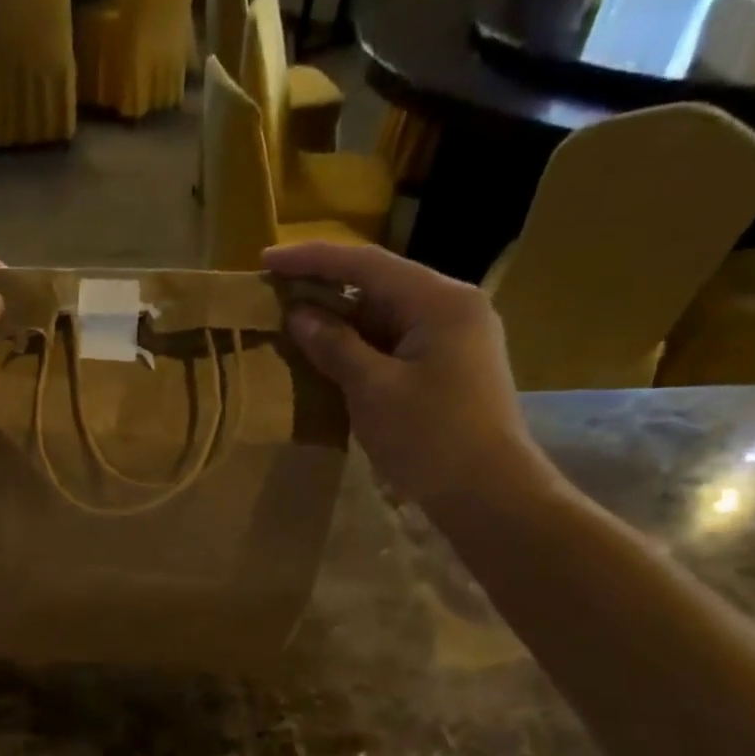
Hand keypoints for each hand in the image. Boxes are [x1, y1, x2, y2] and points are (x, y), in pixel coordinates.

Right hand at [264, 242, 556, 513]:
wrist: (488, 495)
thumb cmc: (430, 439)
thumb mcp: (373, 391)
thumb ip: (335, 347)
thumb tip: (299, 315)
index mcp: (440, 300)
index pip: (367, 265)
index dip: (313, 260)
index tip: (266, 261)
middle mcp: (452, 308)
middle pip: (379, 286)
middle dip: (325, 290)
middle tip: (275, 296)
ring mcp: (453, 339)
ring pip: (385, 317)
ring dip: (339, 322)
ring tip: (292, 327)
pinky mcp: (447, 369)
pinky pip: (394, 345)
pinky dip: (359, 348)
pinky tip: (327, 358)